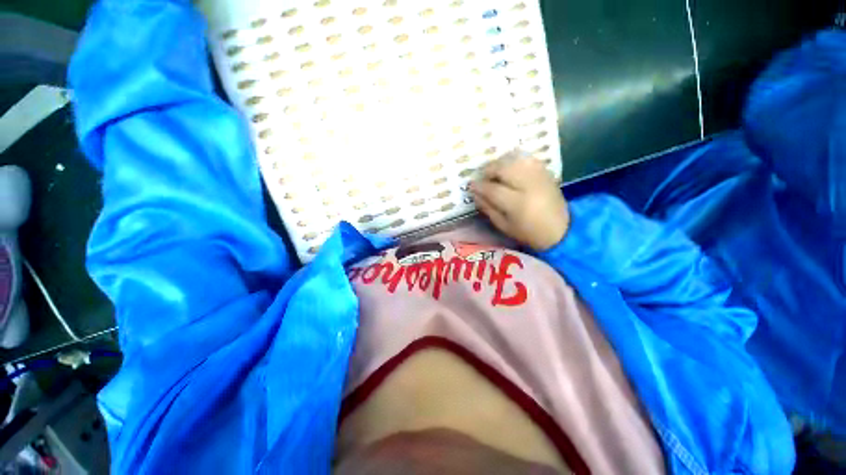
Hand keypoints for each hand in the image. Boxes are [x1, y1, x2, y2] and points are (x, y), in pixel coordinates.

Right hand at [470, 151, 569, 250]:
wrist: (561, 229)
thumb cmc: (528, 232)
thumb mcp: (504, 226)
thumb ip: (488, 208)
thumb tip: (475, 194)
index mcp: (518, 204)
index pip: (493, 189)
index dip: (479, 186)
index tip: (471, 185)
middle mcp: (529, 186)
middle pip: (504, 168)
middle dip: (488, 170)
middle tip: (482, 177)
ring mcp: (539, 176)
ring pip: (515, 159)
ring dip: (500, 163)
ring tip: (494, 172)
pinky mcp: (545, 172)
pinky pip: (527, 158)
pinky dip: (514, 160)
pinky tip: (508, 167)